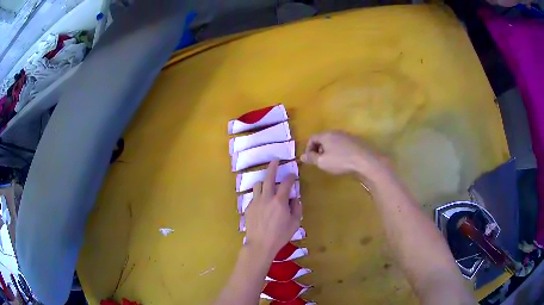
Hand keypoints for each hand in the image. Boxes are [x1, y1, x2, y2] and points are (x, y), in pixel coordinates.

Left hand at [244, 159, 301, 259]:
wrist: (260, 244)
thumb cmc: (280, 235)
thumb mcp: (295, 223)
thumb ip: (297, 208)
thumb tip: (295, 199)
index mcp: (279, 201)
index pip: (286, 183)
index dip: (291, 177)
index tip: (293, 174)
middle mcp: (267, 197)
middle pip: (269, 177)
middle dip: (273, 167)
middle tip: (275, 160)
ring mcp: (256, 201)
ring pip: (258, 184)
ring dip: (264, 181)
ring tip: (267, 184)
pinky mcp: (249, 207)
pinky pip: (254, 196)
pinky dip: (259, 195)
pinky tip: (262, 201)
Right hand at [301, 131, 390, 183]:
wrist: (365, 160)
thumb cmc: (340, 161)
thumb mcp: (322, 162)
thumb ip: (311, 158)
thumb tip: (301, 156)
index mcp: (326, 135)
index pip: (312, 138)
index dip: (308, 148)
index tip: (309, 159)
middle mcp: (336, 132)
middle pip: (323, 138)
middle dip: (319, 149)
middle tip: (319, 160)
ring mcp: (347, 135)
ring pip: (333, 141)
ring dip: (329, 150)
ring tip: (330, 161)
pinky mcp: (355, 141)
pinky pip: (342, 144)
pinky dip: (338, 150)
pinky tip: (342, 160)